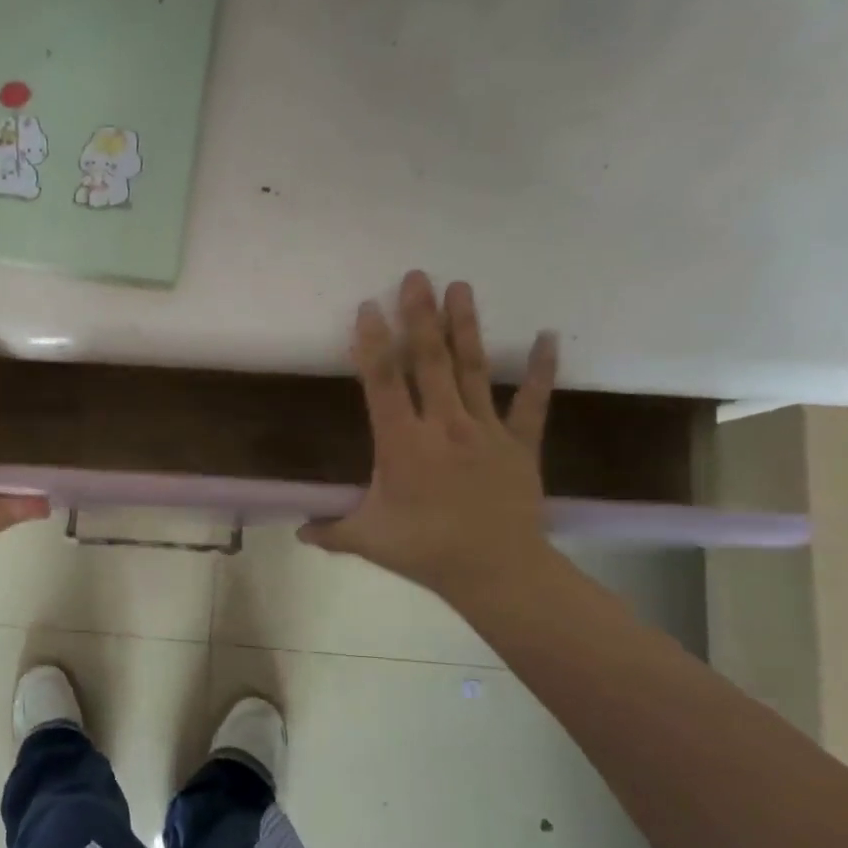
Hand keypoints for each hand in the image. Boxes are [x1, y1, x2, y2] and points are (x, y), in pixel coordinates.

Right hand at [299, 273, 557, 597]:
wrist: (497, 570)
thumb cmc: (425, 550)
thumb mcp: (367, 540)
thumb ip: (330, 530)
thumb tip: (296, 532)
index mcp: (402, 443)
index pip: (383, 383)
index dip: (373, 343)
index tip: (368, 307)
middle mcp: (443, 425)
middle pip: (429, 361)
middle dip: (420, 316)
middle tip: (416, 276)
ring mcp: (485, 429)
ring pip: (471, 369)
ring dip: (464, 326)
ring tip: (460, 286)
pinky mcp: (520, 442)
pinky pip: (532, 401)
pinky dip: (541, 370)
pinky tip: (550, 336)